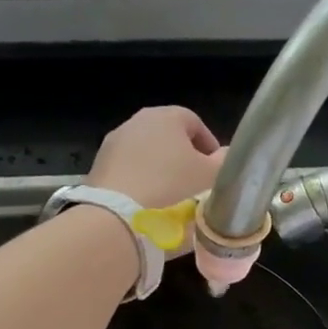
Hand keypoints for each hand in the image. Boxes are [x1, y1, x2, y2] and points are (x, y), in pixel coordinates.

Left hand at [87, 106, 225, 213]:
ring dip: (160, 166)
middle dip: (183, 154)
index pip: (194, 122)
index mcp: (167, 116)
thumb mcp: (209, 176)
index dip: (208, 144)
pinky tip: (146, 198)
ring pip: (146, 150)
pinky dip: (139, 177)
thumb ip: (224, 162)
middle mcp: (138, 120)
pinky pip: (128, 166)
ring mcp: (115, 140)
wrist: (117, 212)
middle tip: (194, 180)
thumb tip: (228, 154)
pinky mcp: (99, 162)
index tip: (214, 167)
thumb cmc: (171, 185)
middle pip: (168, 134)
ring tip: (170, 192)